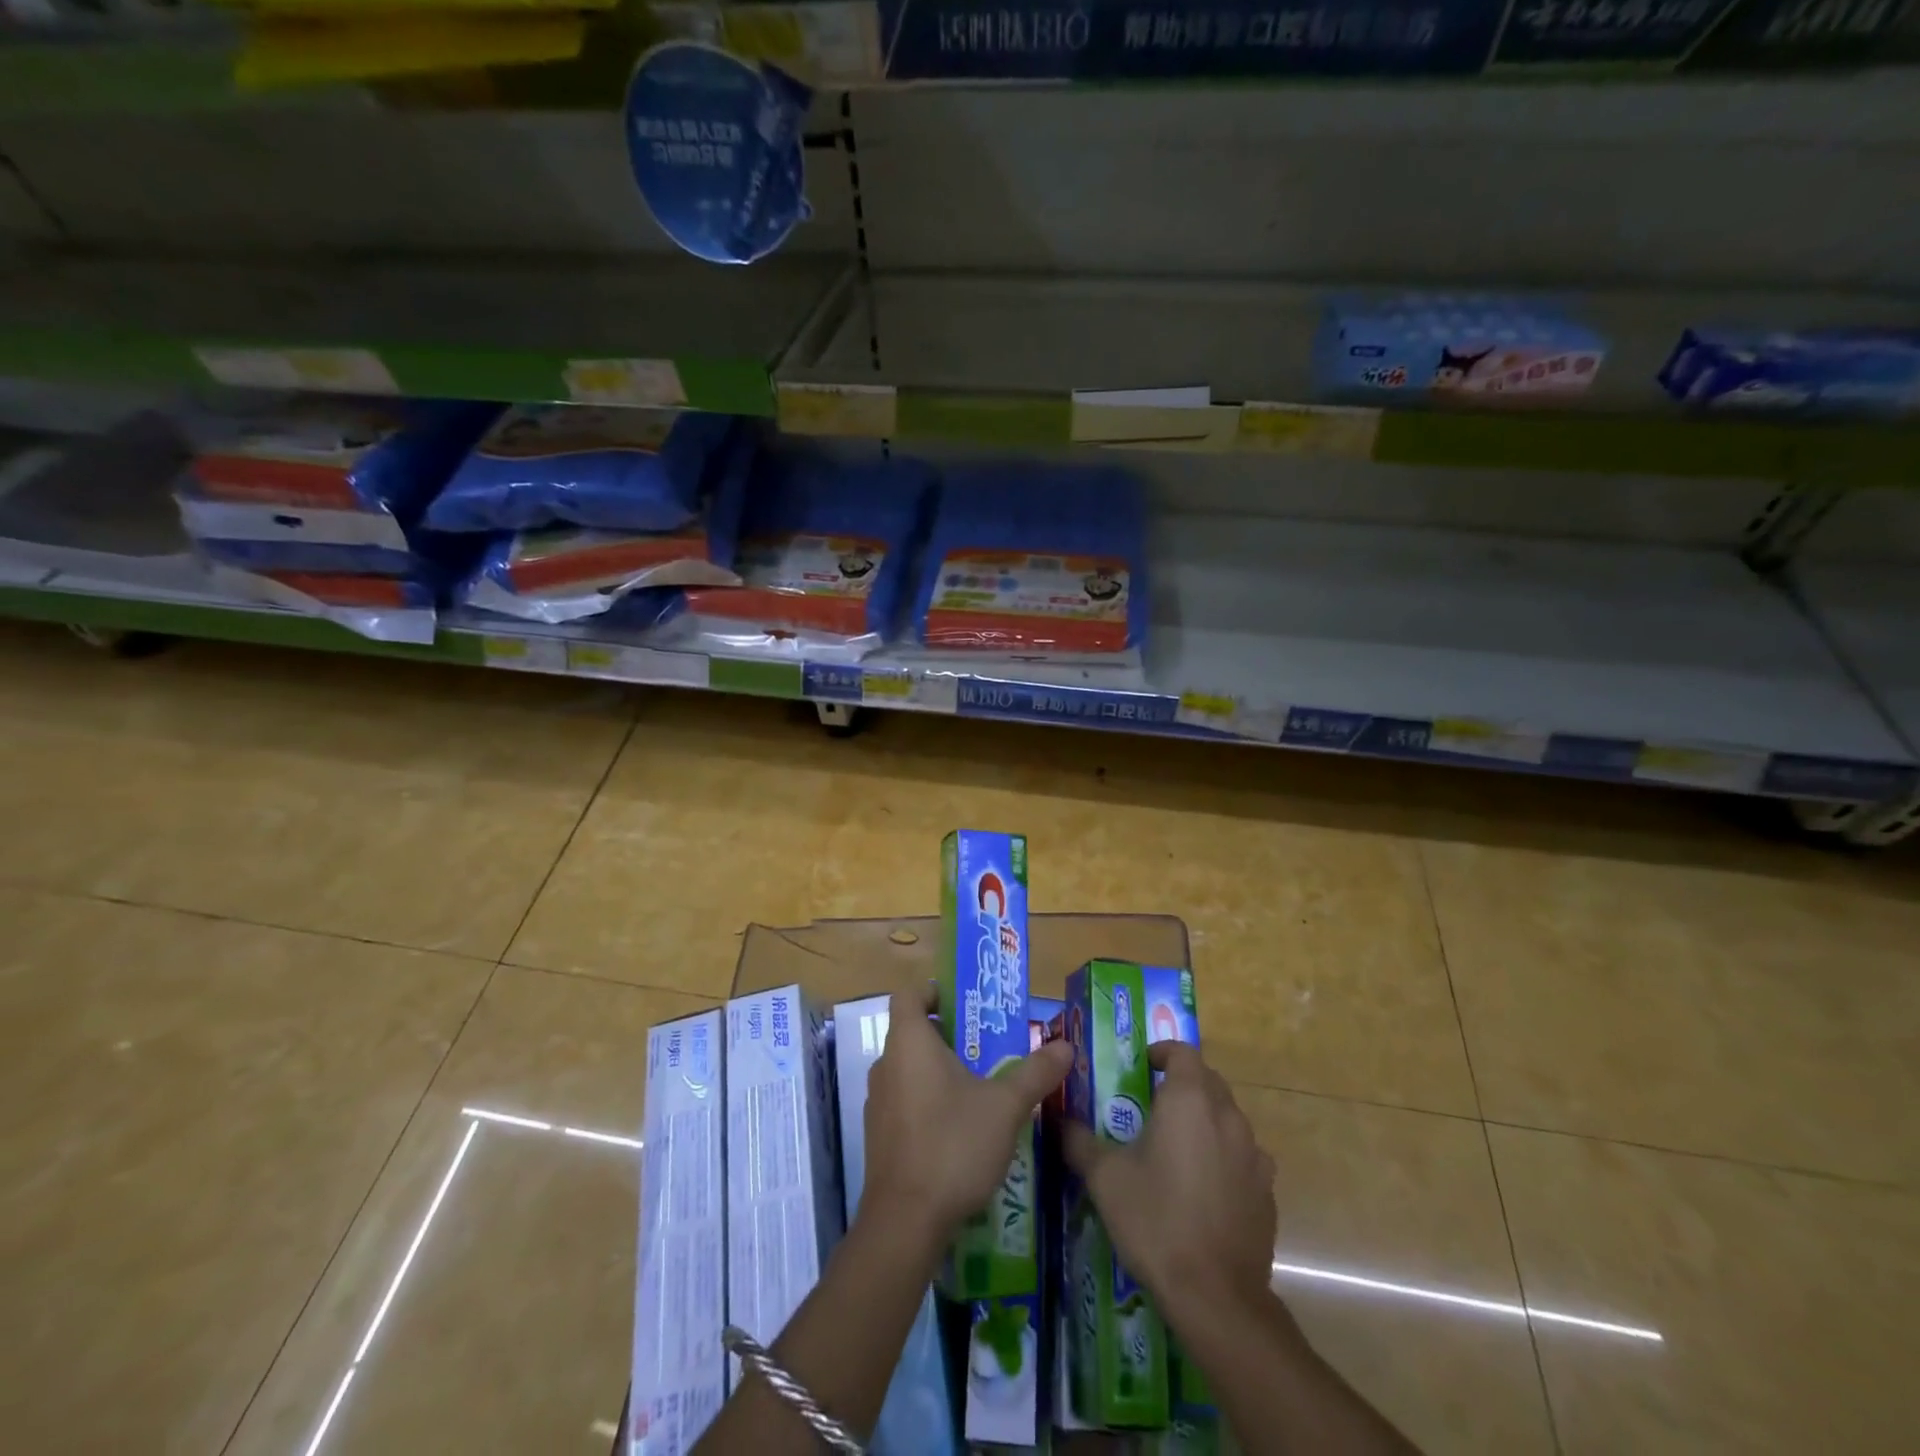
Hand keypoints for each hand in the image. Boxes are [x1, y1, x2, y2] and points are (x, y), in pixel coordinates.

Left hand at [863, 981, 1072, 1242]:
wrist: (904, 1223)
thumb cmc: (952, 1145)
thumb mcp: (1005, 1106)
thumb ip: (1035, 1073)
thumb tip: (1066, 1045)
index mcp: (909, 1043)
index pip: (909, 994)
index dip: (934, 992)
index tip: (966, 1005)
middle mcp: (886, 1064)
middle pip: (913, 1032)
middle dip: (950, 1035)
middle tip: (989, 1047)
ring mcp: (878, 1102)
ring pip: (910, 1069)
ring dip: (940, 1071)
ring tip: (982, 1086)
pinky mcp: (880, 1136)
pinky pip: (905, 1101)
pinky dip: (929, 1102)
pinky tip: (960, 1129)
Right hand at [1063, 1041, 1276, 1326]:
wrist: (1216, 1296)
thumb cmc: (1155, 1220)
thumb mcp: (1104, 1177)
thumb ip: (1079, 1141)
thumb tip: (1060, 1121)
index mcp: (1189, 1100)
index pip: (1182, 1052)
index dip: (1162, 1052)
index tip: (1143, 1067)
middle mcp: (1227, 1116)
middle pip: (1208, 1082)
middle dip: (1183, 1084)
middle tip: (1153, 1106)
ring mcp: (1254, 1155)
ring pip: (1228, 1119)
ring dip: (1205, 1121)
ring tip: (1177, 1148)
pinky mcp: (1267, 1191)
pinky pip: (1243, 1158)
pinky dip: (1224, 1158)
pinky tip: (1204, 1188)